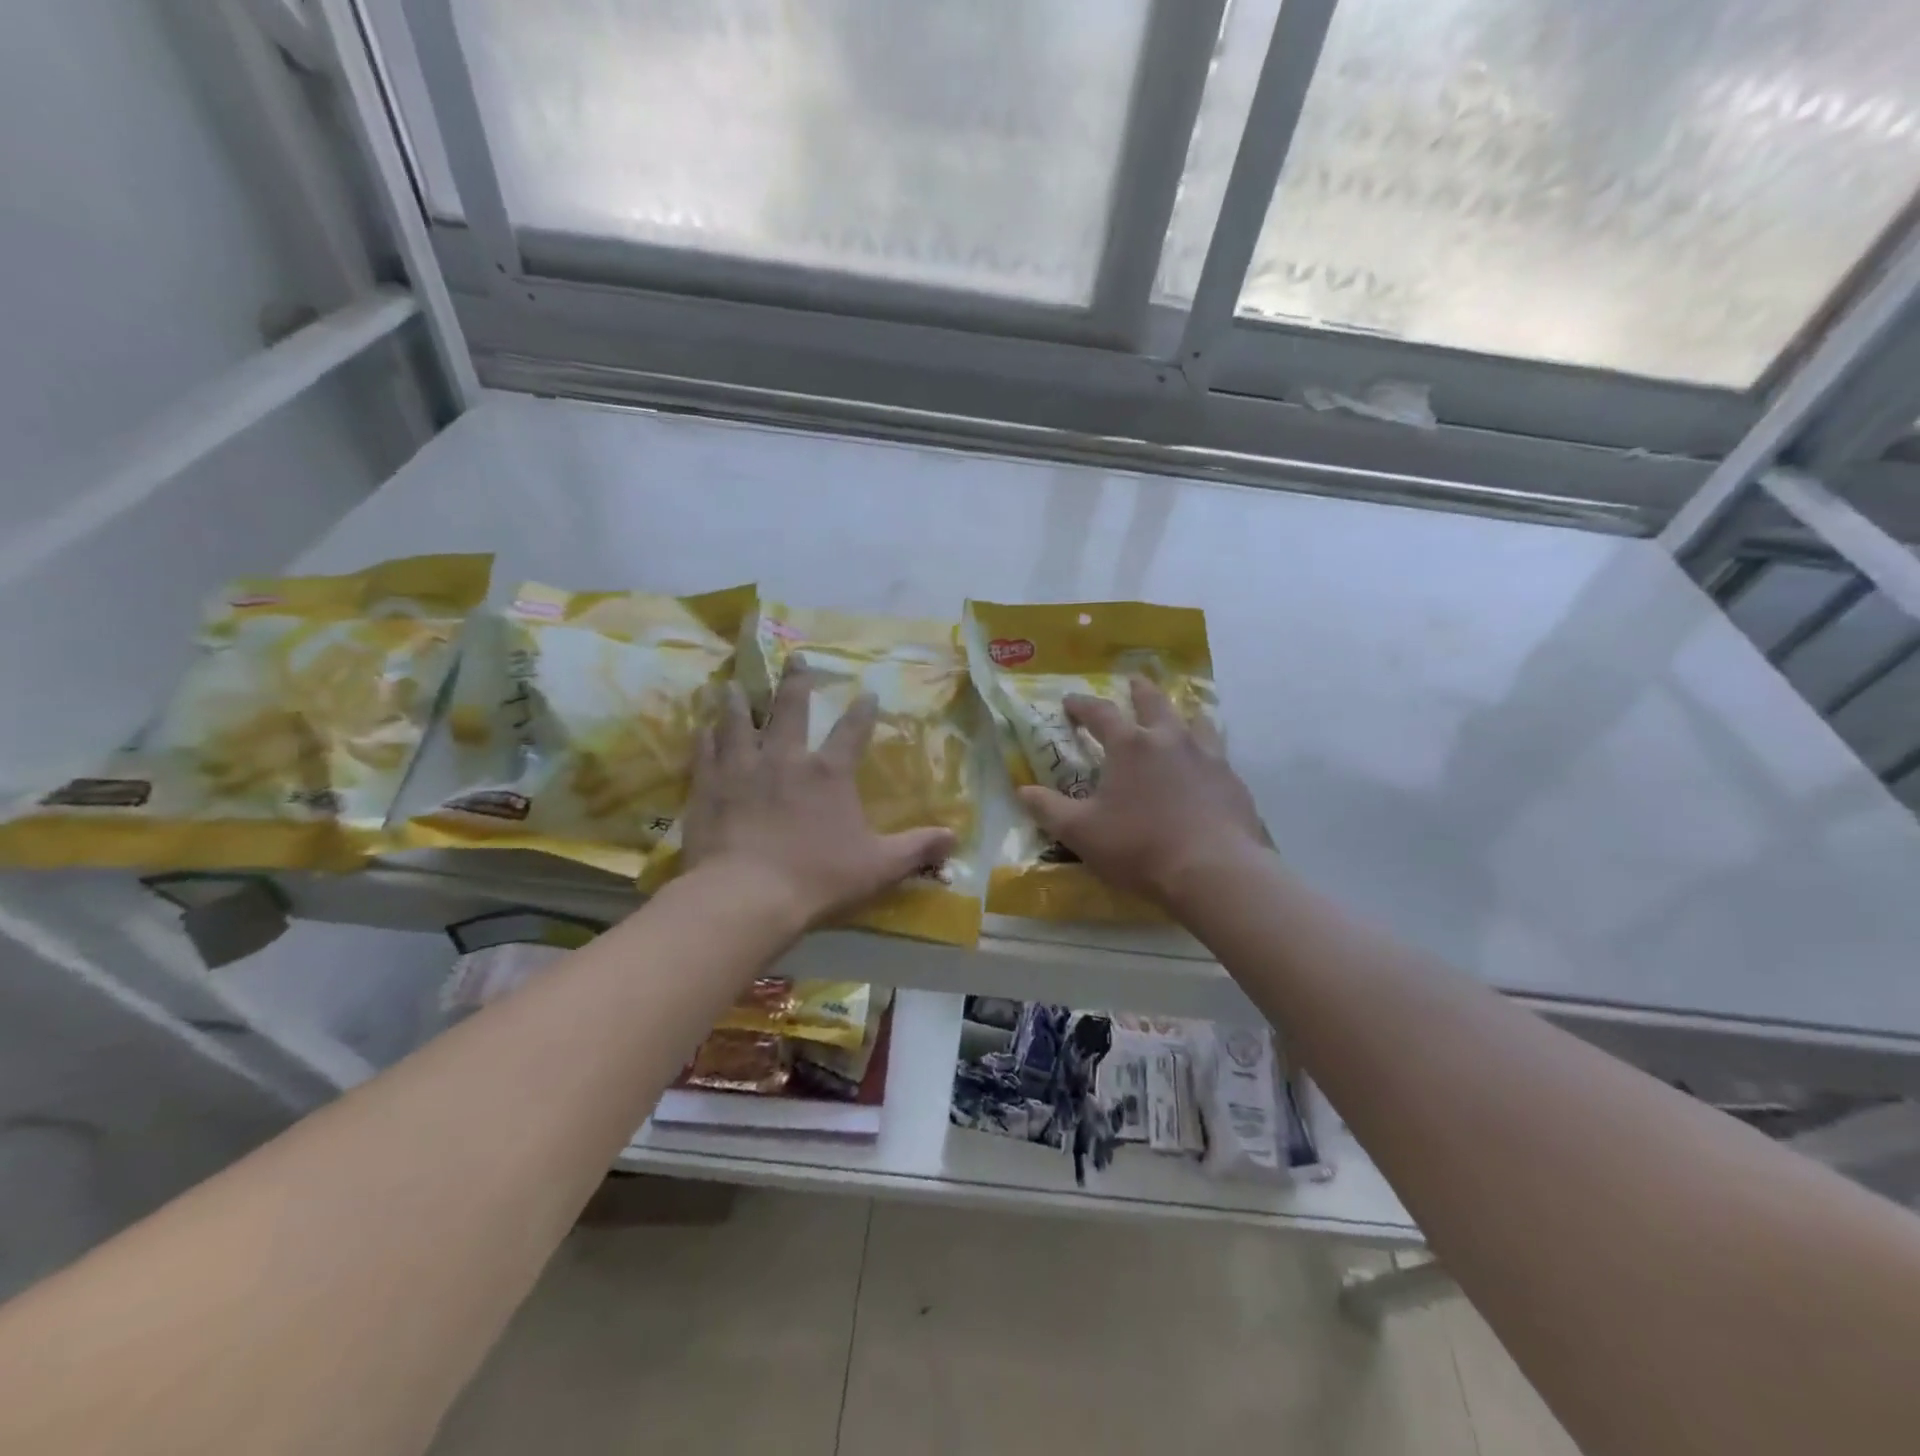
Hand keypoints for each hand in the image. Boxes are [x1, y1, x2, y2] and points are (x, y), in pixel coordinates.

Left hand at [680, 665, 957, 931]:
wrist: (746, 896)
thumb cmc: (818, 878)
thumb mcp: (879, 867)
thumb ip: (917, 849)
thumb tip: (955, 838)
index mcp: (829, 773)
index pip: (852, 731)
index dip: (862, 711)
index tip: (867, 693)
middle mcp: (785, 758)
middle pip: (790, 709)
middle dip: (795, 682)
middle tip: (794, 658)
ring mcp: (742, 768)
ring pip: (739, 721)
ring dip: (739, 701)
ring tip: (734, 685)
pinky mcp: (709, 786)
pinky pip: (706, 751)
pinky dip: (705, 736)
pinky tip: (702, 727)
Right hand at [1018, 678, 1267, 907]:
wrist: (1214, 871)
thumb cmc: (1139, 847)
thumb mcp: (1081, 833)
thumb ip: (1049, 809)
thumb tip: (1023, 791)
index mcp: (1130, 746)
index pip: (1100, 713)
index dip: (1082, 705)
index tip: (1069, 701)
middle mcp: (1170, 740)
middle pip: (1154, 702)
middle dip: (1139, 691)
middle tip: (1133, 682)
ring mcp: (1207, 757)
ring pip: (1195, 722)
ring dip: (1182, 715)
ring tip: (1180, 717)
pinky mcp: (1232, 781)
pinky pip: (1217, 755)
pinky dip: (1206, 752)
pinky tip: (1206, 767)